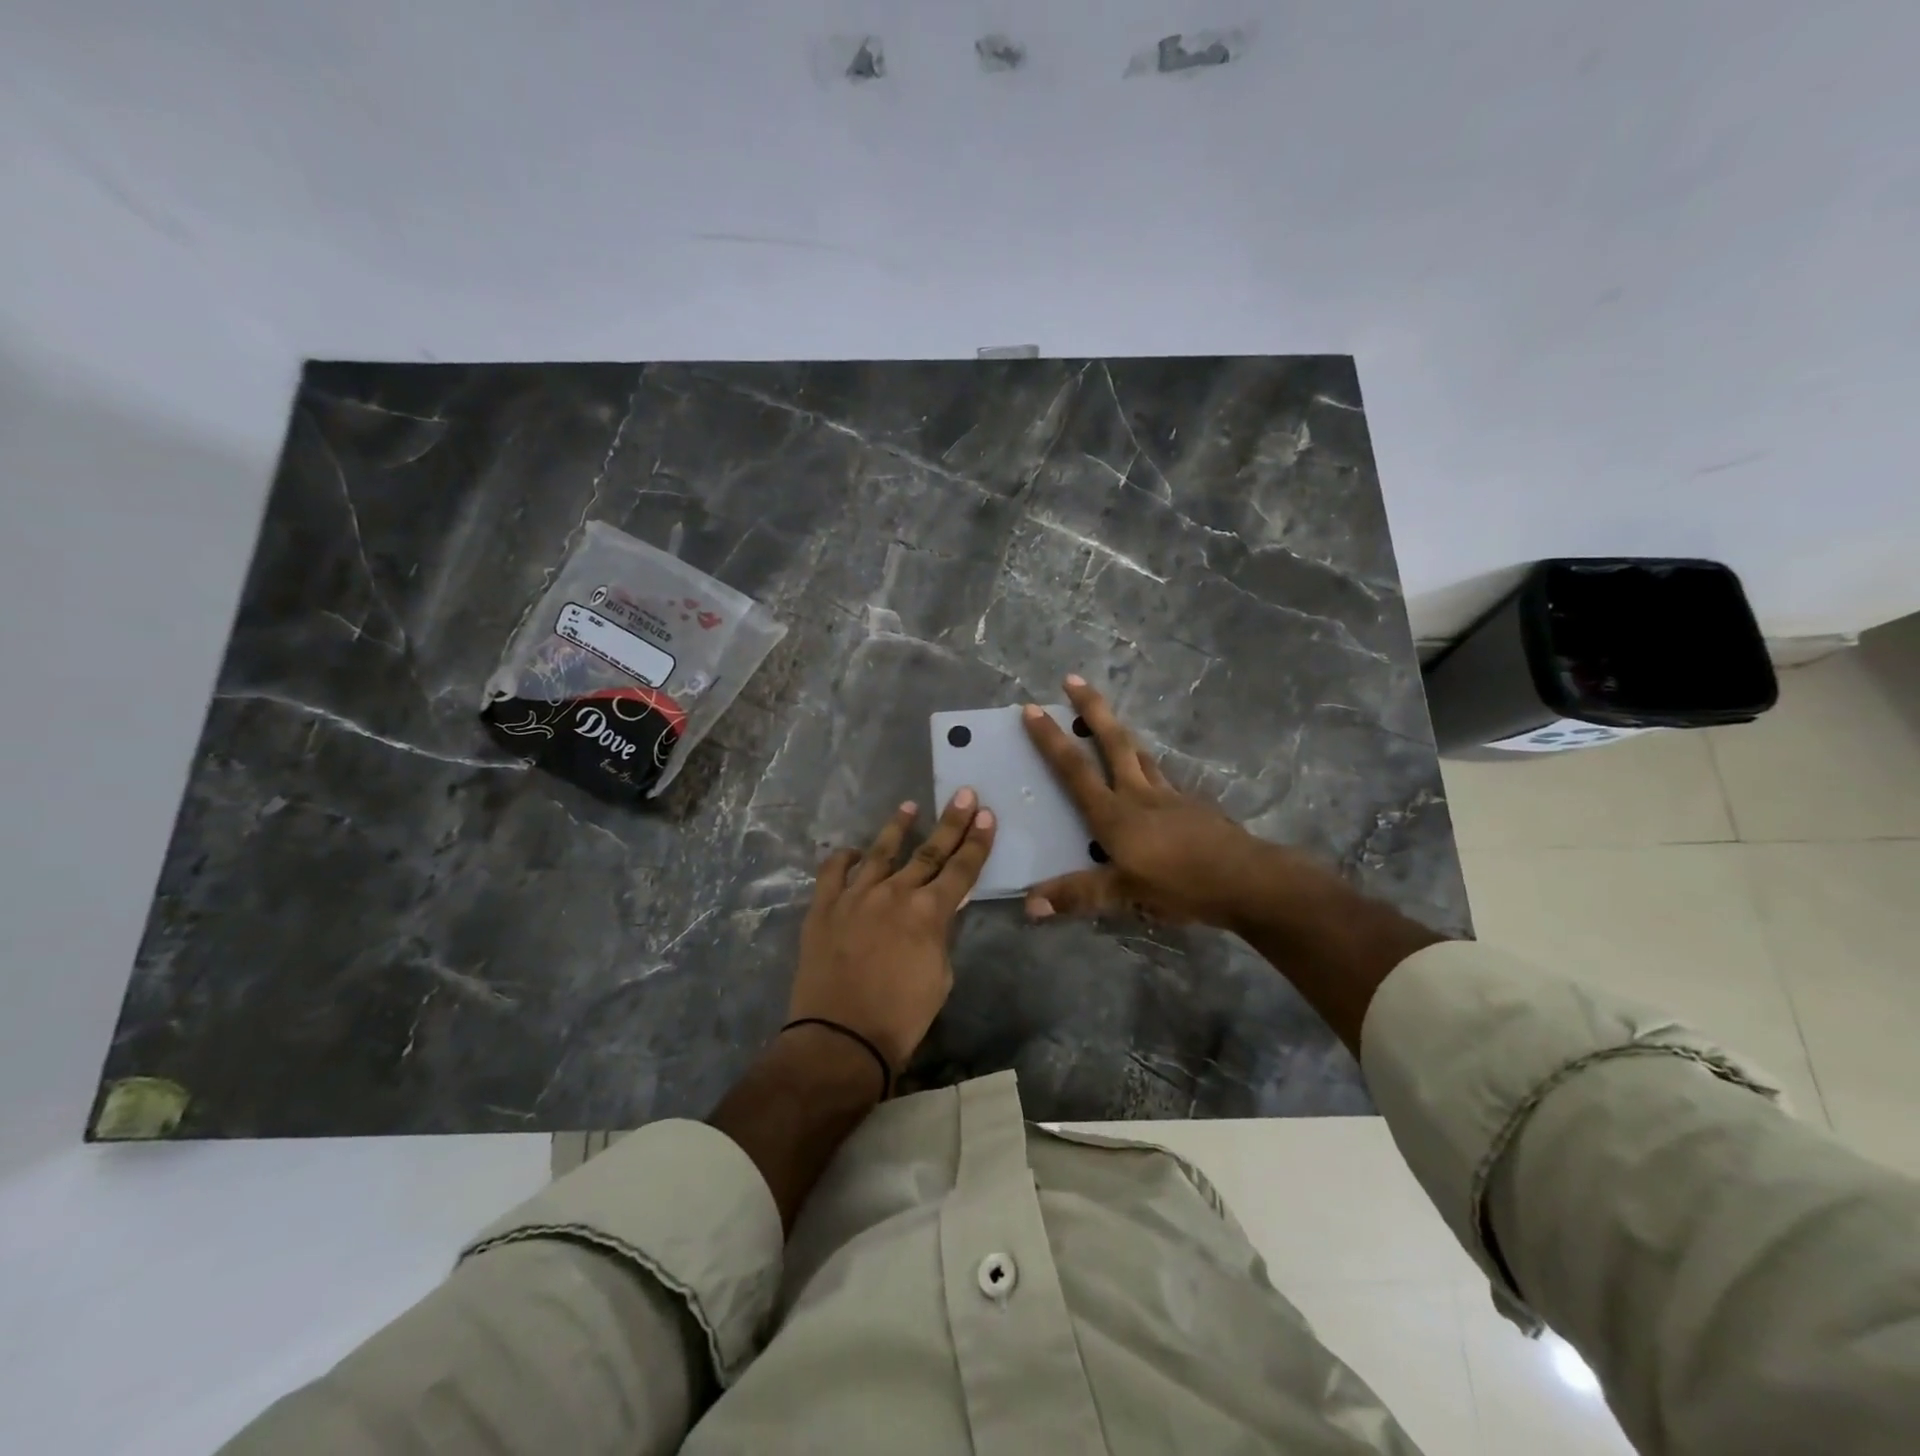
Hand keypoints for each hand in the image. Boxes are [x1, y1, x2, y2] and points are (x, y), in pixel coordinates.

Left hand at [788, 790, 996, 1075]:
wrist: (840, 1039)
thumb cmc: (901, 1017)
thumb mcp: (940, 976)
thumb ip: (940, 935)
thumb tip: (936, 914)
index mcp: (929, 913)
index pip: (961, 869)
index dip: (977, 842)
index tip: (986, 815)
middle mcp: (895, 894)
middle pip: (929, 851)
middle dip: (950, 822)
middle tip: (964, 794)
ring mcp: (855, 896)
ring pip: (880, 852)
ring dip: (897, 828)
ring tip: (909, 807)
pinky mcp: (824, 907)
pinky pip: (833, 872)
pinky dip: (843, 858)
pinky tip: (851, 850)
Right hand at [1021, 675, 1275, 927]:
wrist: (1247, 879)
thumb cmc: (1180, 884)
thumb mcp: (1124, 895)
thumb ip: (1077, 895)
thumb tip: (1029, 906)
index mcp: (1114, 813)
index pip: (1074, 769)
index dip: (1051, 739)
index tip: (1033, 708)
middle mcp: (1139, 794)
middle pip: (1113, 742)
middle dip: (1091, 708)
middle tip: (1073, 679)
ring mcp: (1170, 795)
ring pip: (1141, 755)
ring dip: (1121, 734)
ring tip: (1109, 722)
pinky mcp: (1193, 805)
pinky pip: (1164, 777)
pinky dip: (1150, 768)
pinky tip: (1153, 778)